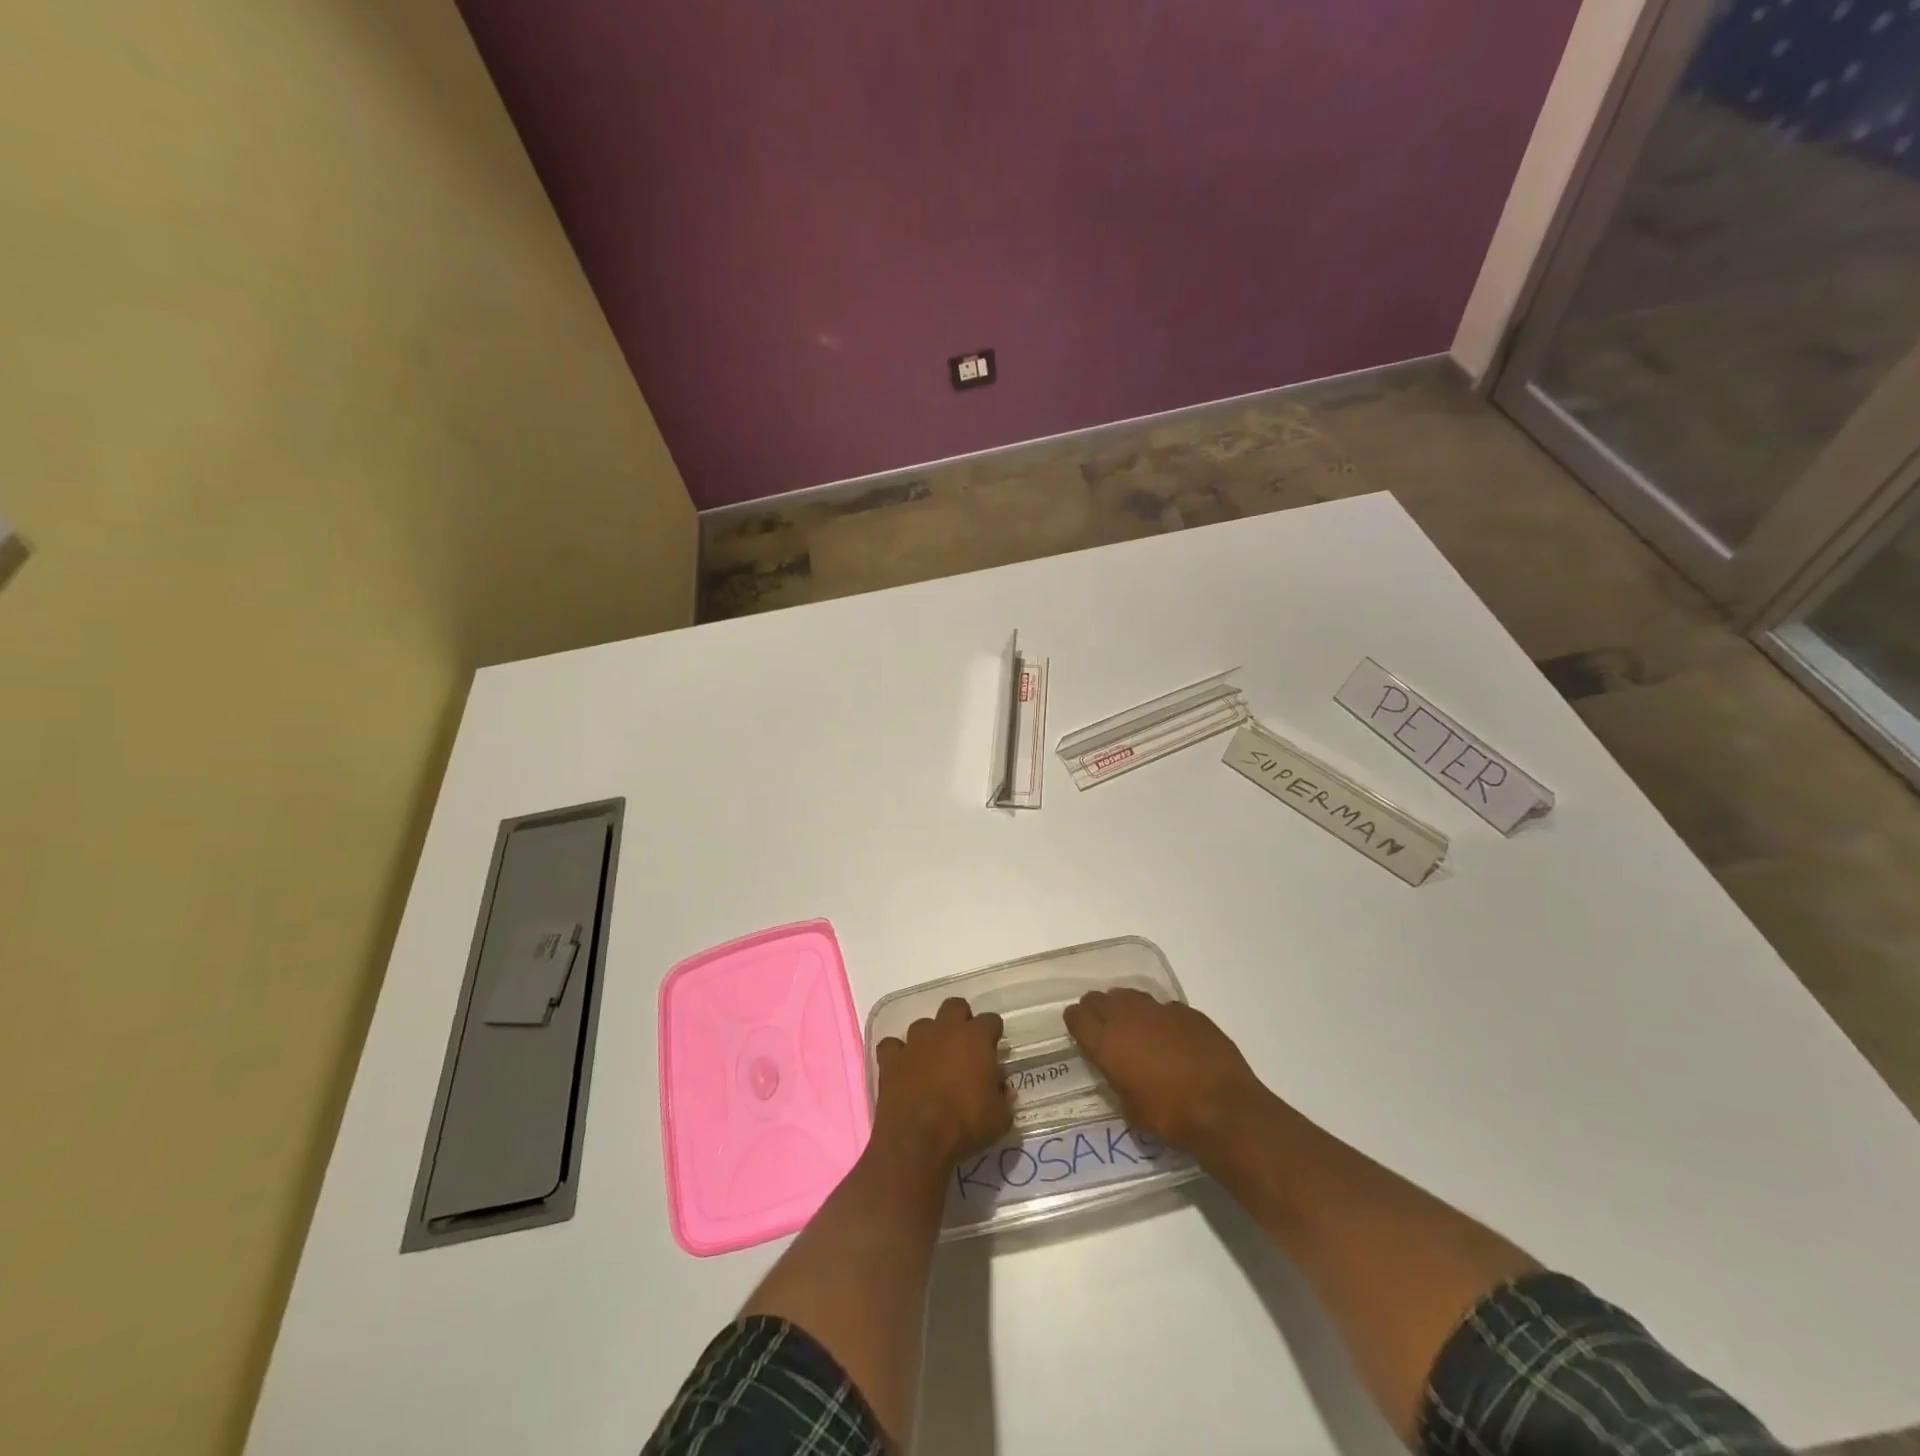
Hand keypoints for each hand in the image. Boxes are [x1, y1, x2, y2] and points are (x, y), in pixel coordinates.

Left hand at [872, 997, 1011, 1169]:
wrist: (917, 1139)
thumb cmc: (965, 1125)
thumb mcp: (1000, 1118)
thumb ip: (1003, 1097)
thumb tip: (1000, 1088)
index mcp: (976, 1038)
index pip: (991, 1020)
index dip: (993, 1033)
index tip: (994, 1048)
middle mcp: (945, 1030)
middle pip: (955, 1006)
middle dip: (960, 1020)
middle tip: (964, 1046)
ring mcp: (914, 1041)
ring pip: (923, 1024)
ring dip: (929, 1038)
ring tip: (932, 1060)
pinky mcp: (890, 1058)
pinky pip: (892, 1045)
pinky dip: (898, 1054)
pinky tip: (902, 1067)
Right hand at [1065, 988, 1265, 1152]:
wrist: (1223, 1108)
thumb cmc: (1171, 1117)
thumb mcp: (1131, 1108)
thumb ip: (1118, 1078)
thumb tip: (1119, 1068)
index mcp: (1107, 1043)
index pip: (1077, 1017)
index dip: (1075, 1021)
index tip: (1077, 1028)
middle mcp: (1128, 1018)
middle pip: (1099, 999)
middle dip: (1096, 1009)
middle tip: (1101, 1025)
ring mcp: (1159, 1010)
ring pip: (1130, 995)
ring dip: (1125, 1007)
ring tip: (1133, 1025)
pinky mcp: (1187, 1011)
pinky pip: (1163, 1007)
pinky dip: (1159, 1017)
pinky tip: (1169, 1035)